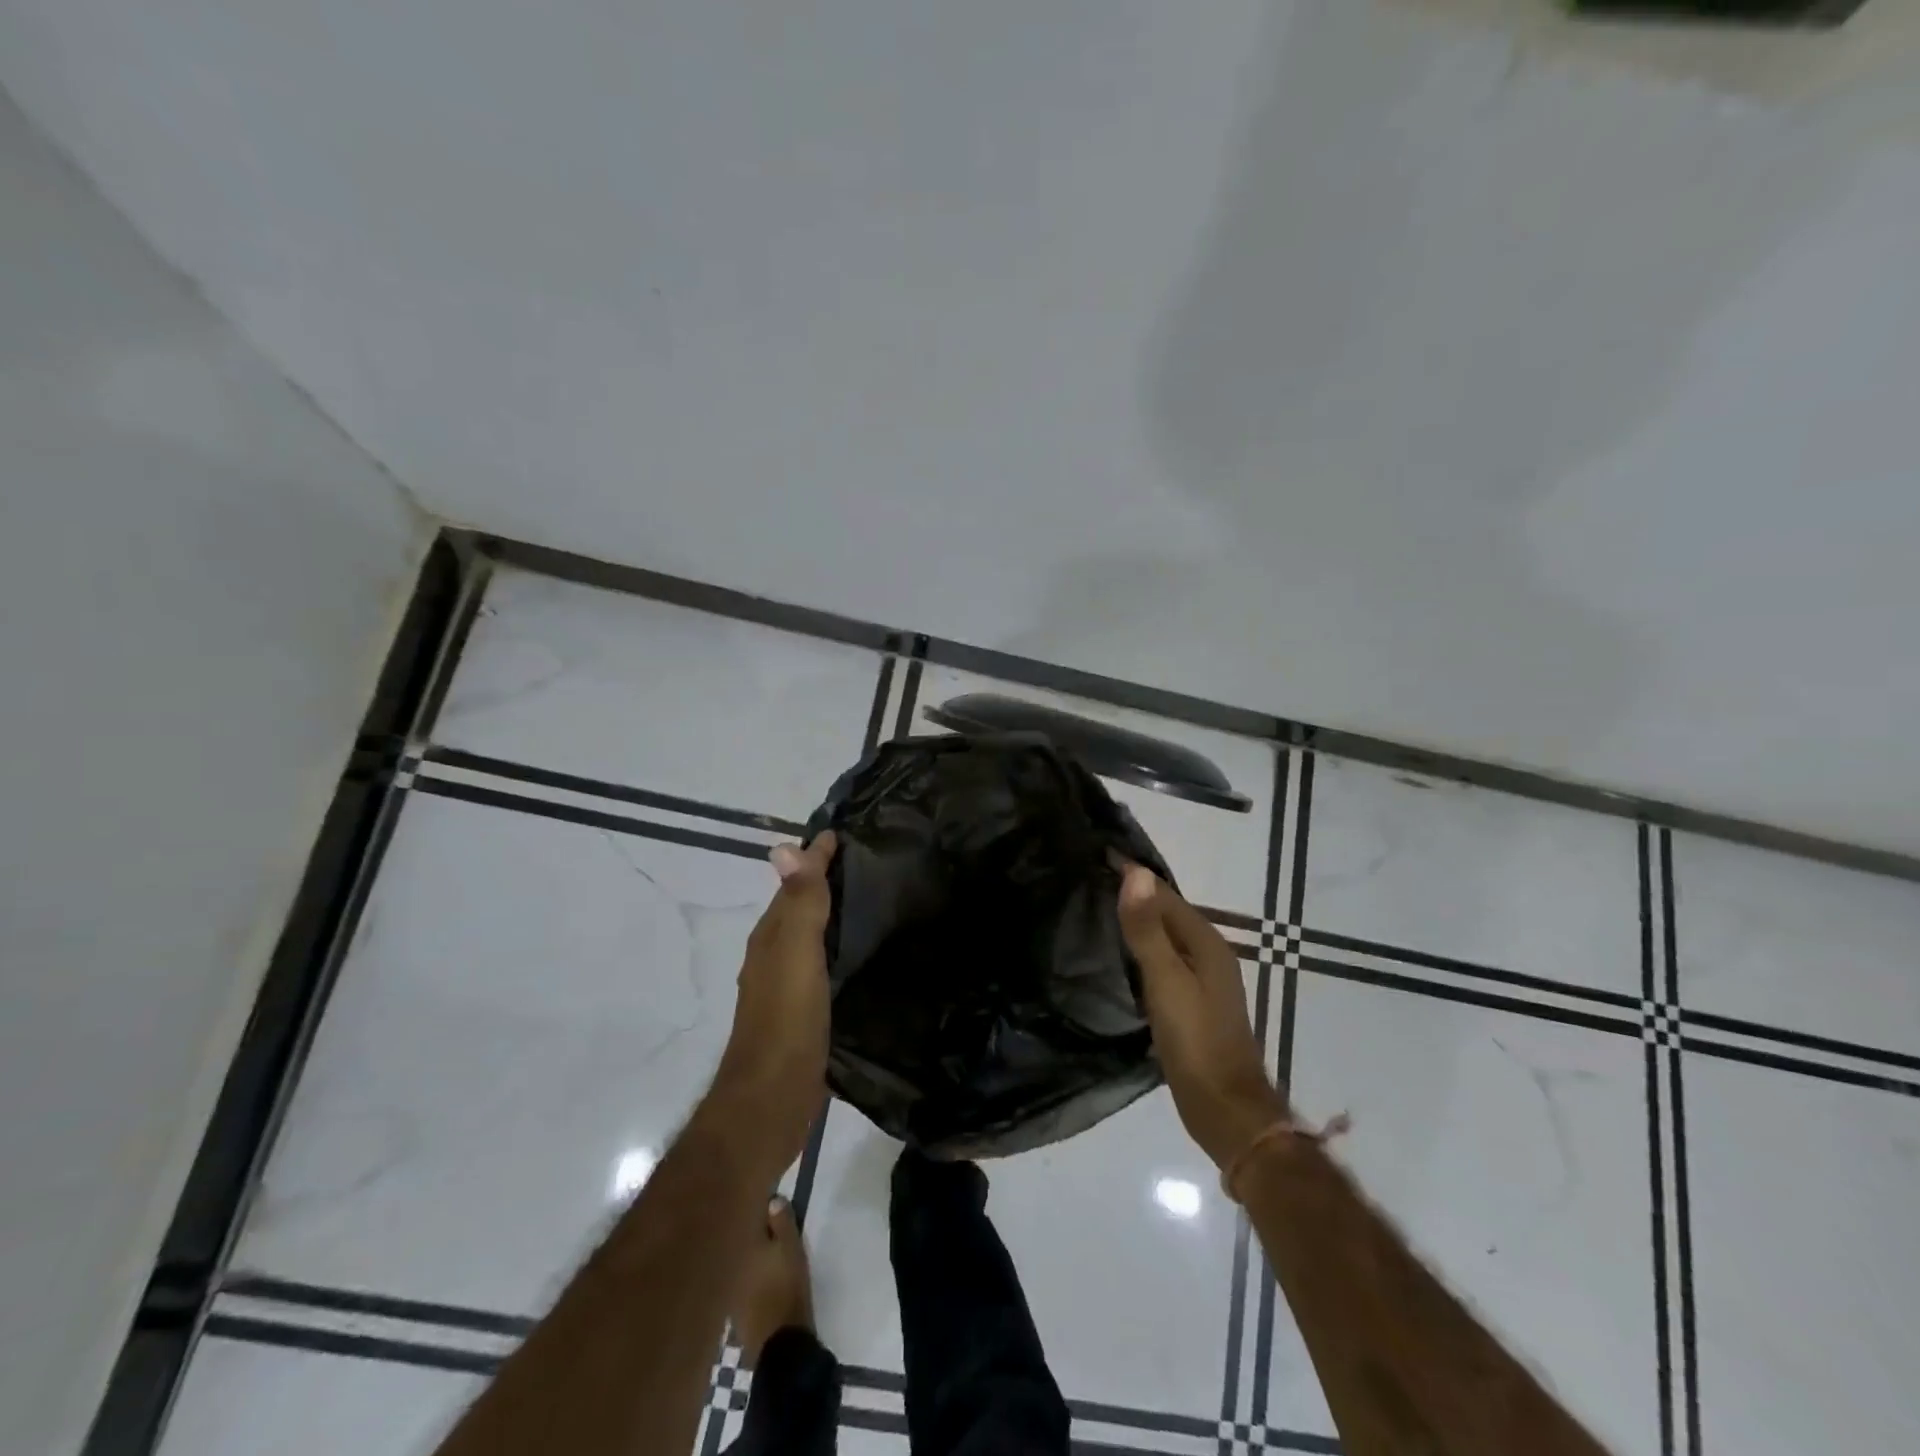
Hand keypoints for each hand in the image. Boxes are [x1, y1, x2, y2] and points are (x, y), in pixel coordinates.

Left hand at [700, 832, 837, 1180]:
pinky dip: (838, 947)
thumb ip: (798, 903)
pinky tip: (861, 953)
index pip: (795, 883)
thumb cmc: (786, 1020)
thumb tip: (786, 846)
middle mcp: (775, 955)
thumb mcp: (796, 953)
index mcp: (772, 937)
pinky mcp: (805, 1012)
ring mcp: (788, 986)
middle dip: (825, 881)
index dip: (816, 858)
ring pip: (812, 936)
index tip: (843, 832)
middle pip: (800, 907)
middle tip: (866, 859)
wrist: (772, 1100)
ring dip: (833, 914)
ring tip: (871, 898)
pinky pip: (824, 964)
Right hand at [1117, 862, 1286, 1168]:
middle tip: (1091, 875)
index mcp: (1205, 943)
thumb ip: (1148, 930)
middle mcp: (1208, 954)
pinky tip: (1121, 955)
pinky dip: (1142, 948)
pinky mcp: (1191, 1002)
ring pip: (1165, 936)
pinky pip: (1163, 960)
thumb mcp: (1166, 982)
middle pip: (1166, 912)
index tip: (1097, 853)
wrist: (1225, 1109)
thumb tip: (1135, 873)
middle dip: (1134, 892)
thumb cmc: (1196, 1042)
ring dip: (1138, 920)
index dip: (1132, 874)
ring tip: (1099, 907)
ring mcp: (1202, 980)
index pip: (1163, 894)